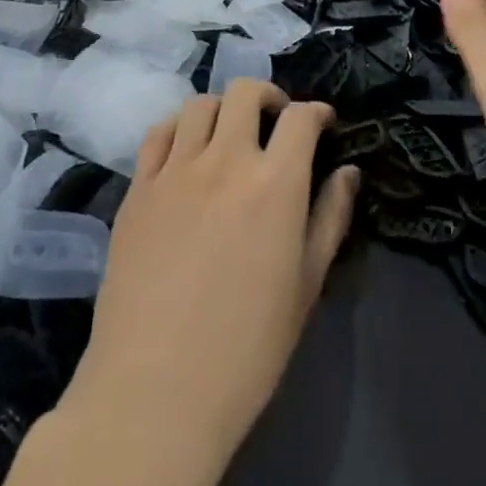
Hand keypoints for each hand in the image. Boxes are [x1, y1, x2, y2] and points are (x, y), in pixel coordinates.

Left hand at [61, 80, 359, 475]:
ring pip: (200, 104)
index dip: (317, 112)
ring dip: (223, 109)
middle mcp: (225, 160)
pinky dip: (178, 129)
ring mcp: (175, 170)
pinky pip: (158, 134)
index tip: (323, 124)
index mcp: (275, 183)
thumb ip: (330, 218)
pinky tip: (185, 153)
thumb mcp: (306, 286)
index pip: (301, 117)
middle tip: (275, 122)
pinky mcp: (138, 189)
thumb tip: (348, 172)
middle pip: (246, 92)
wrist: (155, 393)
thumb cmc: (247, 349)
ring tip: (228, 136)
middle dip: (268, 97)